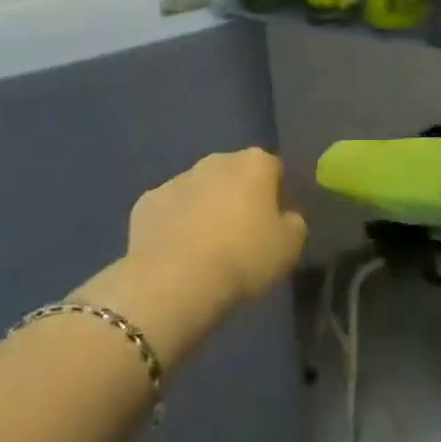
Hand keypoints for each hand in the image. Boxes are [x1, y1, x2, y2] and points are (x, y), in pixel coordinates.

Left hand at [128, 148, 307, 307]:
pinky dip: (174, 225)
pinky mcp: (146, 202)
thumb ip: (294, 223)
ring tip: (206, 249)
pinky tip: (176, 254)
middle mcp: (216, 160)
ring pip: (199, 190)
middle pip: (234, 175)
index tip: (274, 225)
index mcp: (254, 162)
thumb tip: (286, 217)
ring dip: (205, 209)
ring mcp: (177, 178)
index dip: (276, 196)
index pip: (274, 170)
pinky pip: (169, 211)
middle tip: (241, 236)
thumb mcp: (290, 247)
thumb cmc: (243, 257)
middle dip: (238, 197)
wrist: (175, 281)